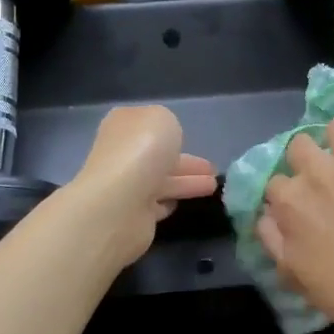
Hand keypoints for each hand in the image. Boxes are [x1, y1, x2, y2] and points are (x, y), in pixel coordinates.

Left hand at [70, 106, 216, 266]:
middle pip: (157, 156)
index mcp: (123, 127)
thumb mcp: (162, 118)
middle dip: (185, 161)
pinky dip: (168, 202)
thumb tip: (165, 141)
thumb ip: (167, 124)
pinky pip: (156, 205)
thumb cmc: (143, 150)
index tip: (189, 138)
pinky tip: (182, 203)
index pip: (146, 126)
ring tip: (213, 185)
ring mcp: (126, 186)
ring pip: (162, 181)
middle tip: (212, 169)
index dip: (168, 131)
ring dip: (187, 182)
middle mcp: (121, 155)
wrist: (120, 202)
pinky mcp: (133, 214)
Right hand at [256, 116, 333, 333]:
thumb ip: (271, 239)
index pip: (277, 181)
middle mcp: (316, 175)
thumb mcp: (291, 274)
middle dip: (309, 160)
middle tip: (326, 179)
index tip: (304, 204)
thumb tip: (266, 214)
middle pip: (301, 146)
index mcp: (289, 202)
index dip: (289, 193)